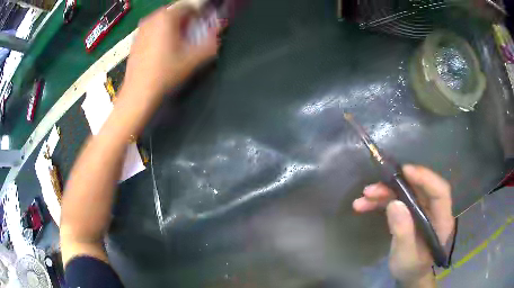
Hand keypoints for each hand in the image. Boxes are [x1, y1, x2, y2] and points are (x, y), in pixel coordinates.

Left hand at [124, 3, 219, 98]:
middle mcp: (152, 18)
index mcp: (167, 17)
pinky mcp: (135, 40)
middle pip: (175, 13)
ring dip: (172, 28)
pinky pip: (152, 30)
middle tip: (189, 38)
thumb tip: (219, 31)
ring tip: (175, 45)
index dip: (198, 16)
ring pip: (162, 21)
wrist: (138, 92)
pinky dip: (160, 34)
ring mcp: (141, 29)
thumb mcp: (194, 58)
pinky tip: (161, 51)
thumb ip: (211, 41)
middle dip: (185, 22)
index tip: (201, 28)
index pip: (189, 7)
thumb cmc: (165, 73)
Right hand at [353, 165, 454, 287]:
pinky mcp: (411, 212)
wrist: (410, 274)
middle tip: (373, 189)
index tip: (405, 171)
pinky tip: (365, 205)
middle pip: (419, 189)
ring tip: (364, 197)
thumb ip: (403, 232)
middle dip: (396, 186)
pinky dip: (382, 201)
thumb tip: (394, 204)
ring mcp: (423, 210)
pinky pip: (398, 201)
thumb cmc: (412, 267)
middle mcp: (434, 210)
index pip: (440, 192)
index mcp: (442, 220)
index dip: (425, 178)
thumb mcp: (407, 255)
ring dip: (385, 193)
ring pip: (406, 193)